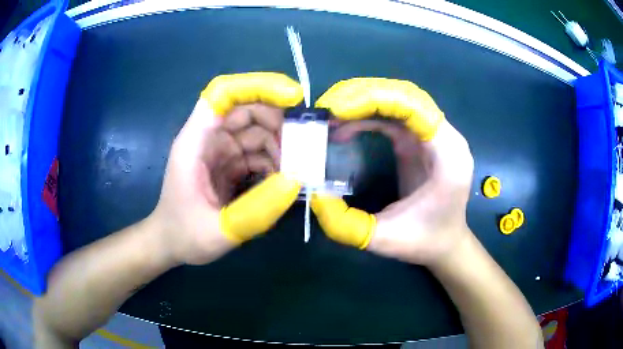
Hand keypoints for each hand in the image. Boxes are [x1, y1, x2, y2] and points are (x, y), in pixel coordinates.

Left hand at [150, 72, 303, 265]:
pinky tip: (283, 180)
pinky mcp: (229, 163)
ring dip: (280, 144)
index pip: (223, 93)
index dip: (257, 86)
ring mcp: (219, 150)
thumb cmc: (184, 235)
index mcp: (195, 141)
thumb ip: (256, 210)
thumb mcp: (219, 230)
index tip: (293, 98)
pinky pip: (257, 151)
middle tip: (306, 144)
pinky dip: (275, 160)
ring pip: (256, 130)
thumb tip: (296, 180)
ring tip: (298, 169)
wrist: (171, 244)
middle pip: (247, 108)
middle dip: (279, 120)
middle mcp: (208, 137)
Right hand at [311, 78, 473, 266]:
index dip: (373, 100)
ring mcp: (432, 135)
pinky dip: (366, 115)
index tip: (336, 111)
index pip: (414, 106)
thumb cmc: (423, 241)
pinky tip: (344, 127)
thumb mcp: (383, 239)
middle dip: (361, 95)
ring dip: (361, 102)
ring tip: (330, 116)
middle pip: (404, 96)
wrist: (445, 243)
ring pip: (397, 101)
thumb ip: (346, 224)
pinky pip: (392, 115)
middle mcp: (445, 137)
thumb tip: (313, 195)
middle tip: (326, 108)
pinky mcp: (419, 140)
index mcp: (448, 155)